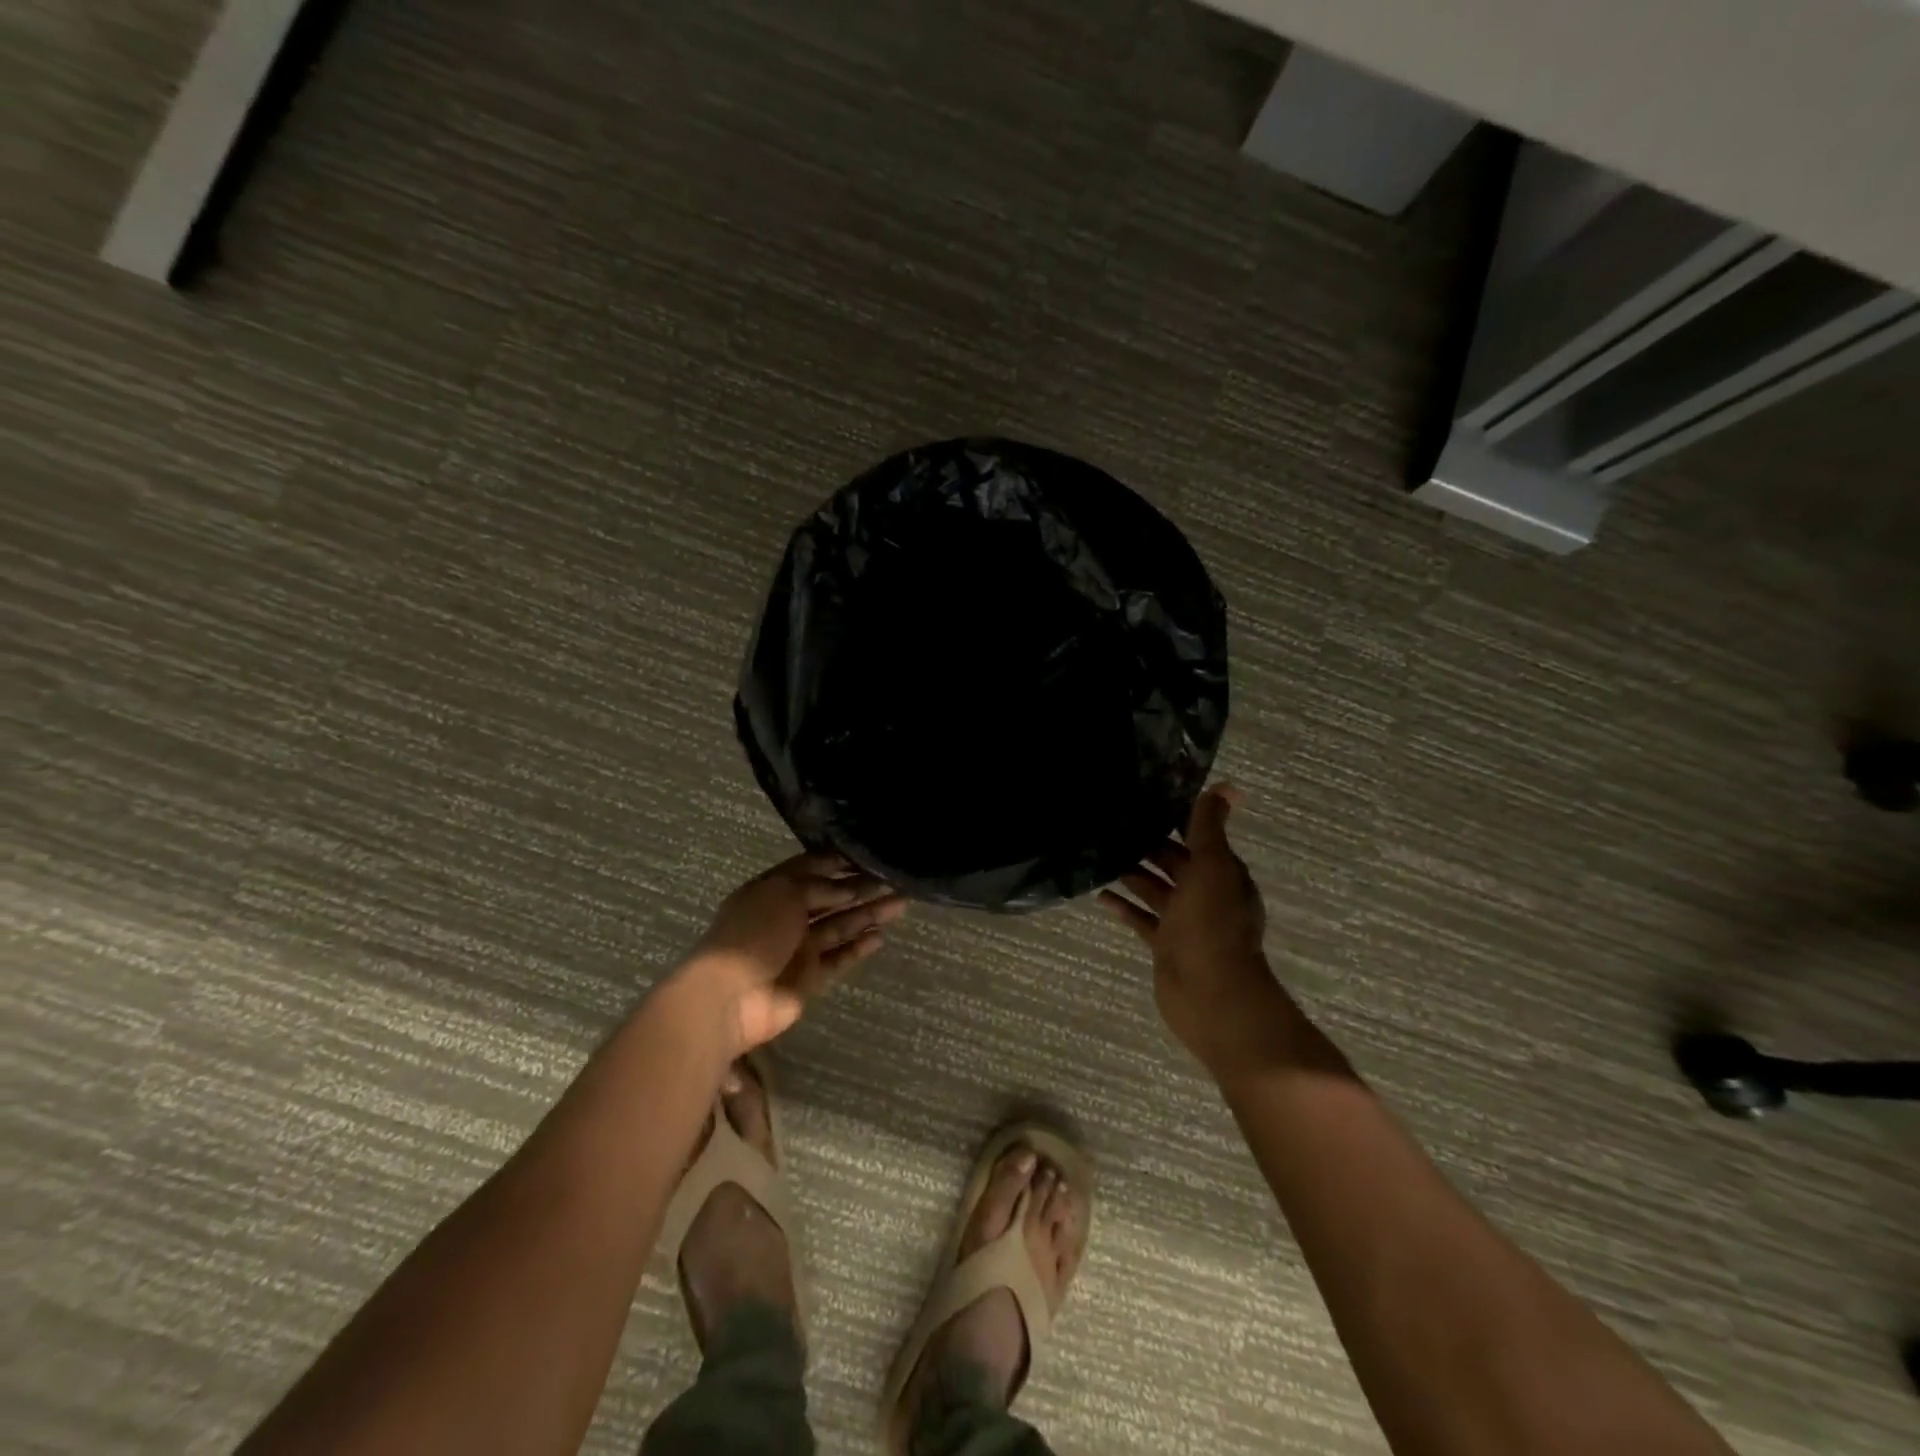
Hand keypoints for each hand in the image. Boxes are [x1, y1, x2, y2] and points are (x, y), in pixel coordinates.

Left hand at [673, 852, 906, 1056]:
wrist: (731, 996)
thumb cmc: (753, 932)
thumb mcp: (785, 894)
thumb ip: (821, 887)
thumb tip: (849, 886)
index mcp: (772, 889)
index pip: (810, 869)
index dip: (838, 862)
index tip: (868, 855)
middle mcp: (787, 915)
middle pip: (830, 897)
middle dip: (861, 888)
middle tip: (895, 880)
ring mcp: (799, 948)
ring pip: (840, 926)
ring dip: (868, 914)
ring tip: (901, 903)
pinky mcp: (811, 977)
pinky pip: (839, 957)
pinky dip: (858, 947)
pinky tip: (880, 937)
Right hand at [1100, 785, 1292, 1079]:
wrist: (1211, 994)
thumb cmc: (1212, 924)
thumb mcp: (1213, 867)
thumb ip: (1210, 828)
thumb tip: (1227, 786)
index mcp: (1222, 873)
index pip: (1199, 838)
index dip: (1175, 820)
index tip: (1144, 799)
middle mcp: (1206, 894)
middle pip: (1174, 862)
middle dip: (1148, 845)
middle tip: (1111, 825)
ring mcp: (1184, 922)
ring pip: (1155, 890)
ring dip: (1133, 874)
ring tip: (1100, 855)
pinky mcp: (1165, 945)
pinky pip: (1142, 919)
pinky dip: (1125, 907)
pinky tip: (1100, 896)